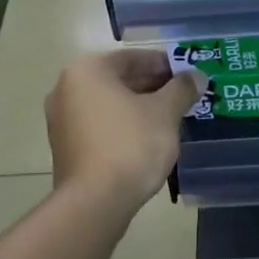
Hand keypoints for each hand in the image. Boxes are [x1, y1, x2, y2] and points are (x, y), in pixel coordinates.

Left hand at [45, 49, 204, 209]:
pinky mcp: (65, 147)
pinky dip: (123, 126)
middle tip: (182, 97)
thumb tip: (196, 76)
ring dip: (138, 107)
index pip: (132, 57)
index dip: (164, 65)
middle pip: (118, 79)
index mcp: (87, 70)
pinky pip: (100, 126)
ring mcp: (61, 120)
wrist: (95, 201)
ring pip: (109, 104)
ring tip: (169, 119)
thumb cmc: (131, 145)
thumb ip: (182, 89)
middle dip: (152, 86)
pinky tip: (147, 139)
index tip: (187, 75)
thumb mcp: (165, 112)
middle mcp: (66, 88)